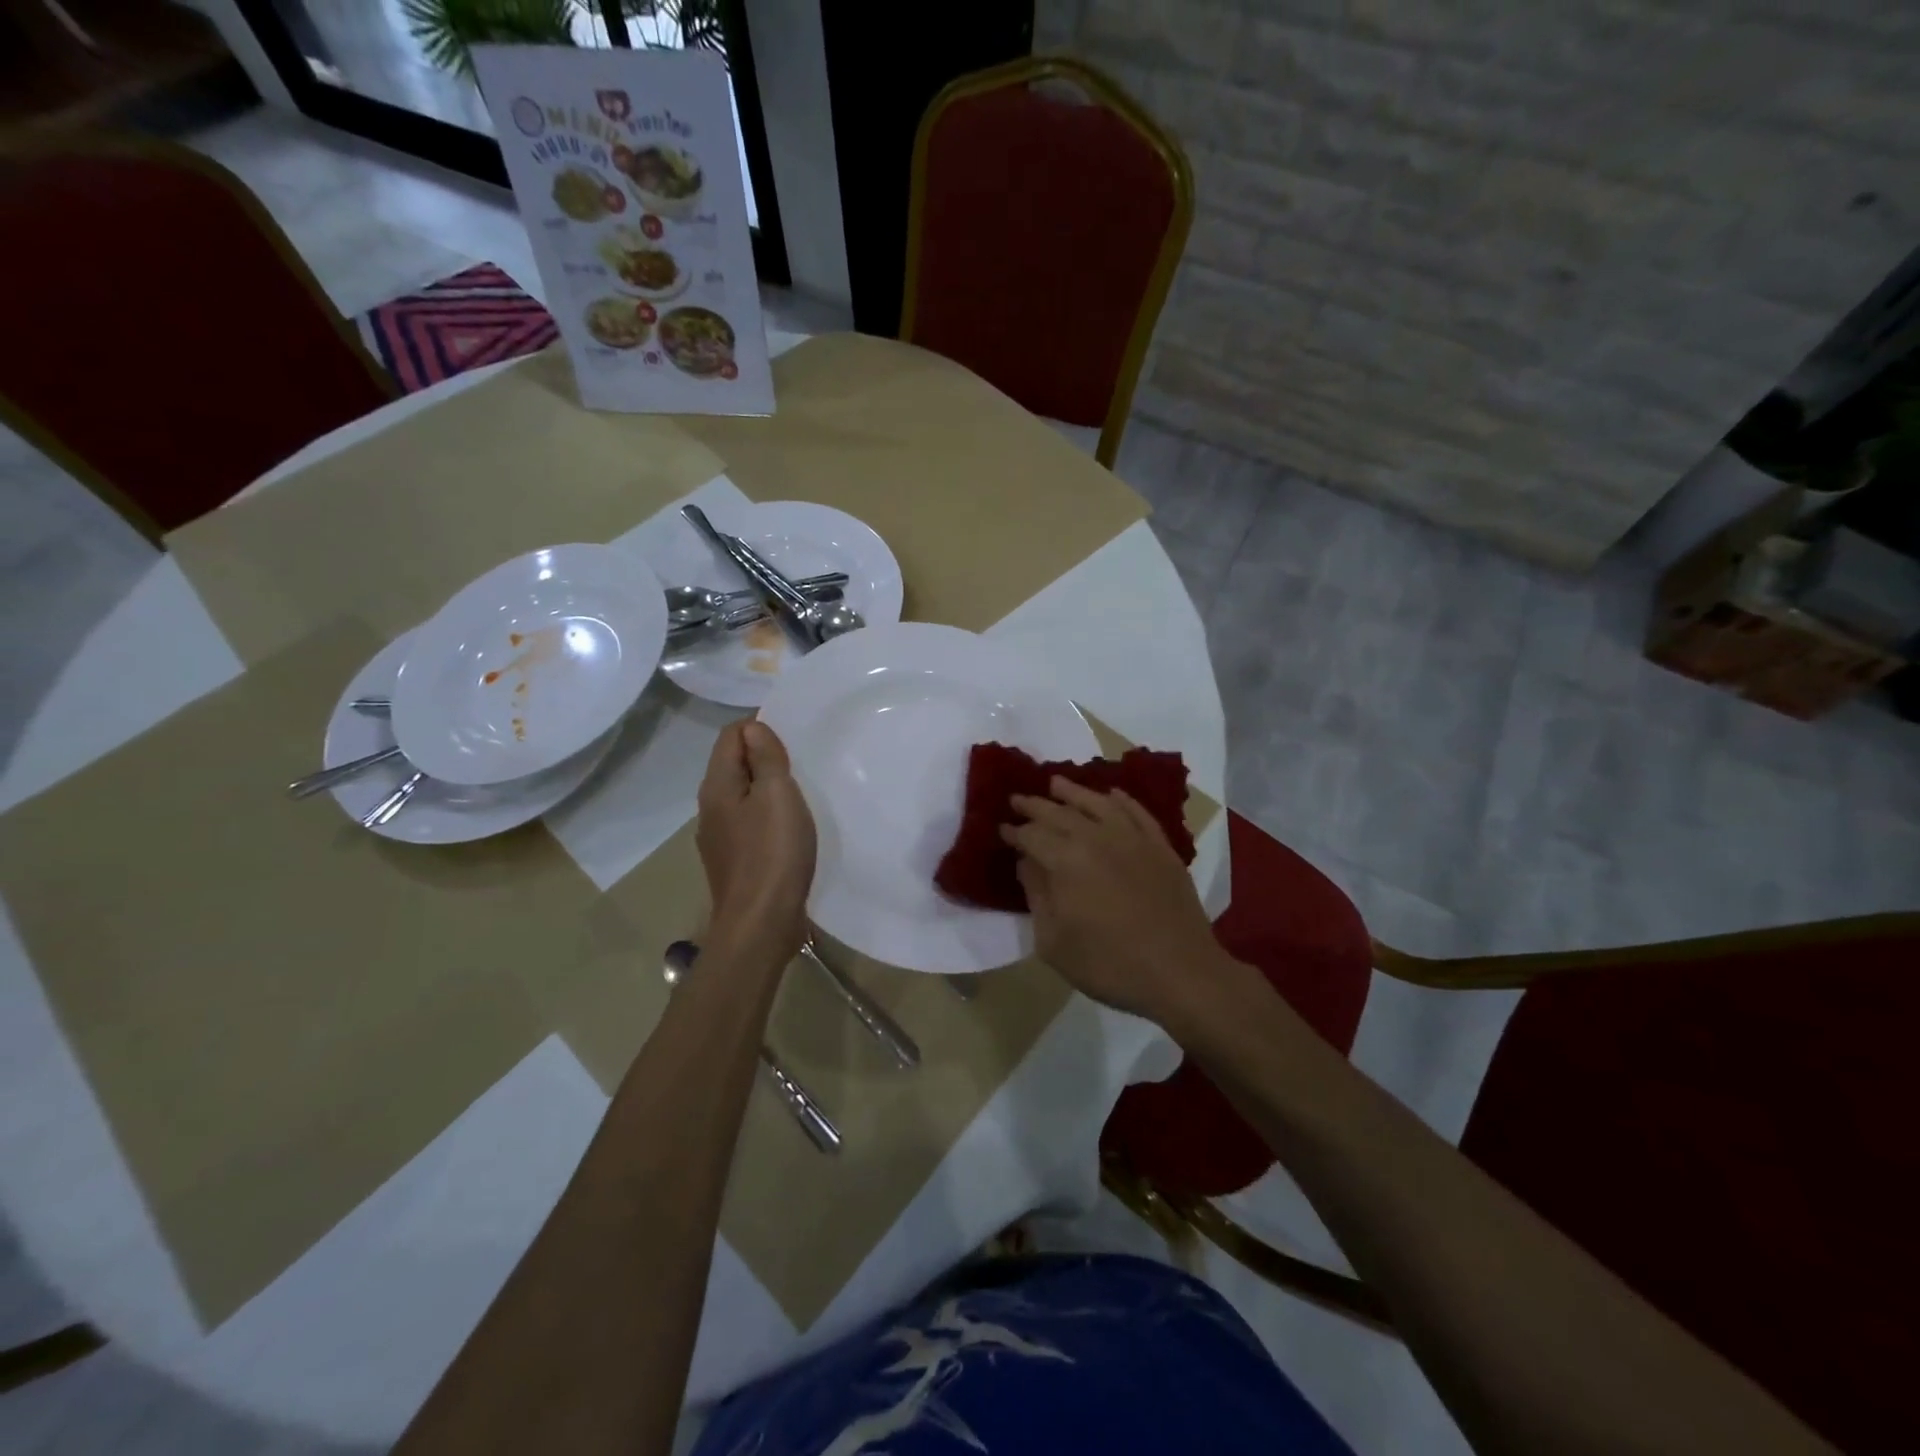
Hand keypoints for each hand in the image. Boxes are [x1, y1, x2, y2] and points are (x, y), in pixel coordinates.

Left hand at [696, 720, 816, 958]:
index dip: (759, 728)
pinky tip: (789, 830)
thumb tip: (752, 728)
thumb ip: (765, 758)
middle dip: (763, 757)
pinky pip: (749, 823)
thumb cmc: (773, 853)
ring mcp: (719, 837)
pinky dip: (767, 815)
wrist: (761, 923)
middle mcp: (710, 808)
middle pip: (733, 765)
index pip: (730, 736)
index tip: (791, 742)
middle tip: (800, 765)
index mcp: (717, 786)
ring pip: (742, 796)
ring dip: (767, 789)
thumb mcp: (777, 795)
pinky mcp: (734, 861)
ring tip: (799, 795)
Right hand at [1001, 778, 1230, 1023]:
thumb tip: (1026, 862)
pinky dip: (1121, 800)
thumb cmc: (1109, 964)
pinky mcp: (1160, 846)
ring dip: (1073, 791)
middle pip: (1060, 813)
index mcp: (1066, 860)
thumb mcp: (1054, 942)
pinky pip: (1136, 812)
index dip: (1014, 831)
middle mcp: (1097, 837)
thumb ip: (1036, 895)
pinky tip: (1111, 795)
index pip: (1032, 835)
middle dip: (1035, 805)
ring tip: (1055, 783)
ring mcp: (1133, 838)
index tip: (1002, 828)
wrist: (1180, 972)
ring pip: (1097, 803)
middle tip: (1018, 799)